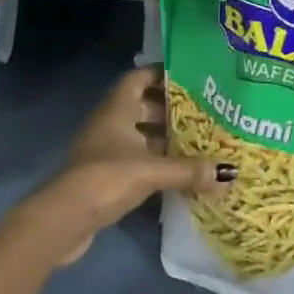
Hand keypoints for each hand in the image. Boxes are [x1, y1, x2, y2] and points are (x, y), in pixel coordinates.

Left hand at [15, 67, 229, 267]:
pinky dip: (153, 162)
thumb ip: (188, 170)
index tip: (190, 78)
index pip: (140, 77)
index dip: (162, 74)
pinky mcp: (103, 176)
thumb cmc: (107, 176)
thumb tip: (228, 173)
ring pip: (139, 135)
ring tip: (196, 142)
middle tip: (202, 112)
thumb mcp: (151, 170)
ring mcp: (104, 149)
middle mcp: (110, 122)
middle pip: (142, 106)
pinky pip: (134, 159)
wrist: (64, 219)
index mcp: (117, 107)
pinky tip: (176, 173)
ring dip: (162, 138)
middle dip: (169, 109)